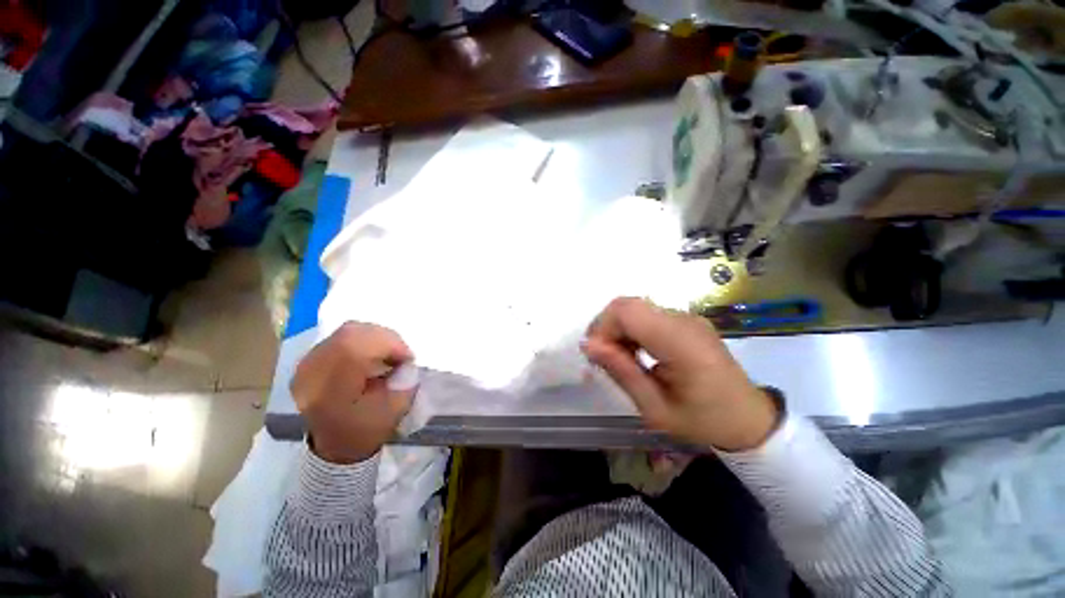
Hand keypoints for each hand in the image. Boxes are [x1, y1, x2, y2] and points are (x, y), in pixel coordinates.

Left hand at [291, 322, 417, 463]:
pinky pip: (341, 336)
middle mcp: (311, 373)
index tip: (407, 358)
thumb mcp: (394, 411)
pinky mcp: (310, 359)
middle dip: (385, 338)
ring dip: (375, 337)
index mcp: (329, 391)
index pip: (356, 347)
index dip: (389, 344)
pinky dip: (364, 339)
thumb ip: (404, 382)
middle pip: (351, 333)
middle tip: (399, 354)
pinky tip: (372, 353)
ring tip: (387, 353)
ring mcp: (307, 364)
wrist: (335, 445)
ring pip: (347, 331)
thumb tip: (406, 362)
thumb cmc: (366, 431)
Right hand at [583, 297, 778, 451]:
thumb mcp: (655, 409)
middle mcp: (683, 320)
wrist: (749, 418)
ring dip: (618, 329)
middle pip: (627, 305)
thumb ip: (621, 372)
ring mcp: (686, 317)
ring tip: (620, 360)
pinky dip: (631, 330)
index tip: (596, 356)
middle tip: (604, 359)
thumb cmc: (703, 421)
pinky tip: (635, 353)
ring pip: (634, 308)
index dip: (602, 327)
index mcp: (680, 343)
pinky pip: (647, 315)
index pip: (627, 311)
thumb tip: (588, 345)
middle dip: (606, 328)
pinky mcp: (685, 321)